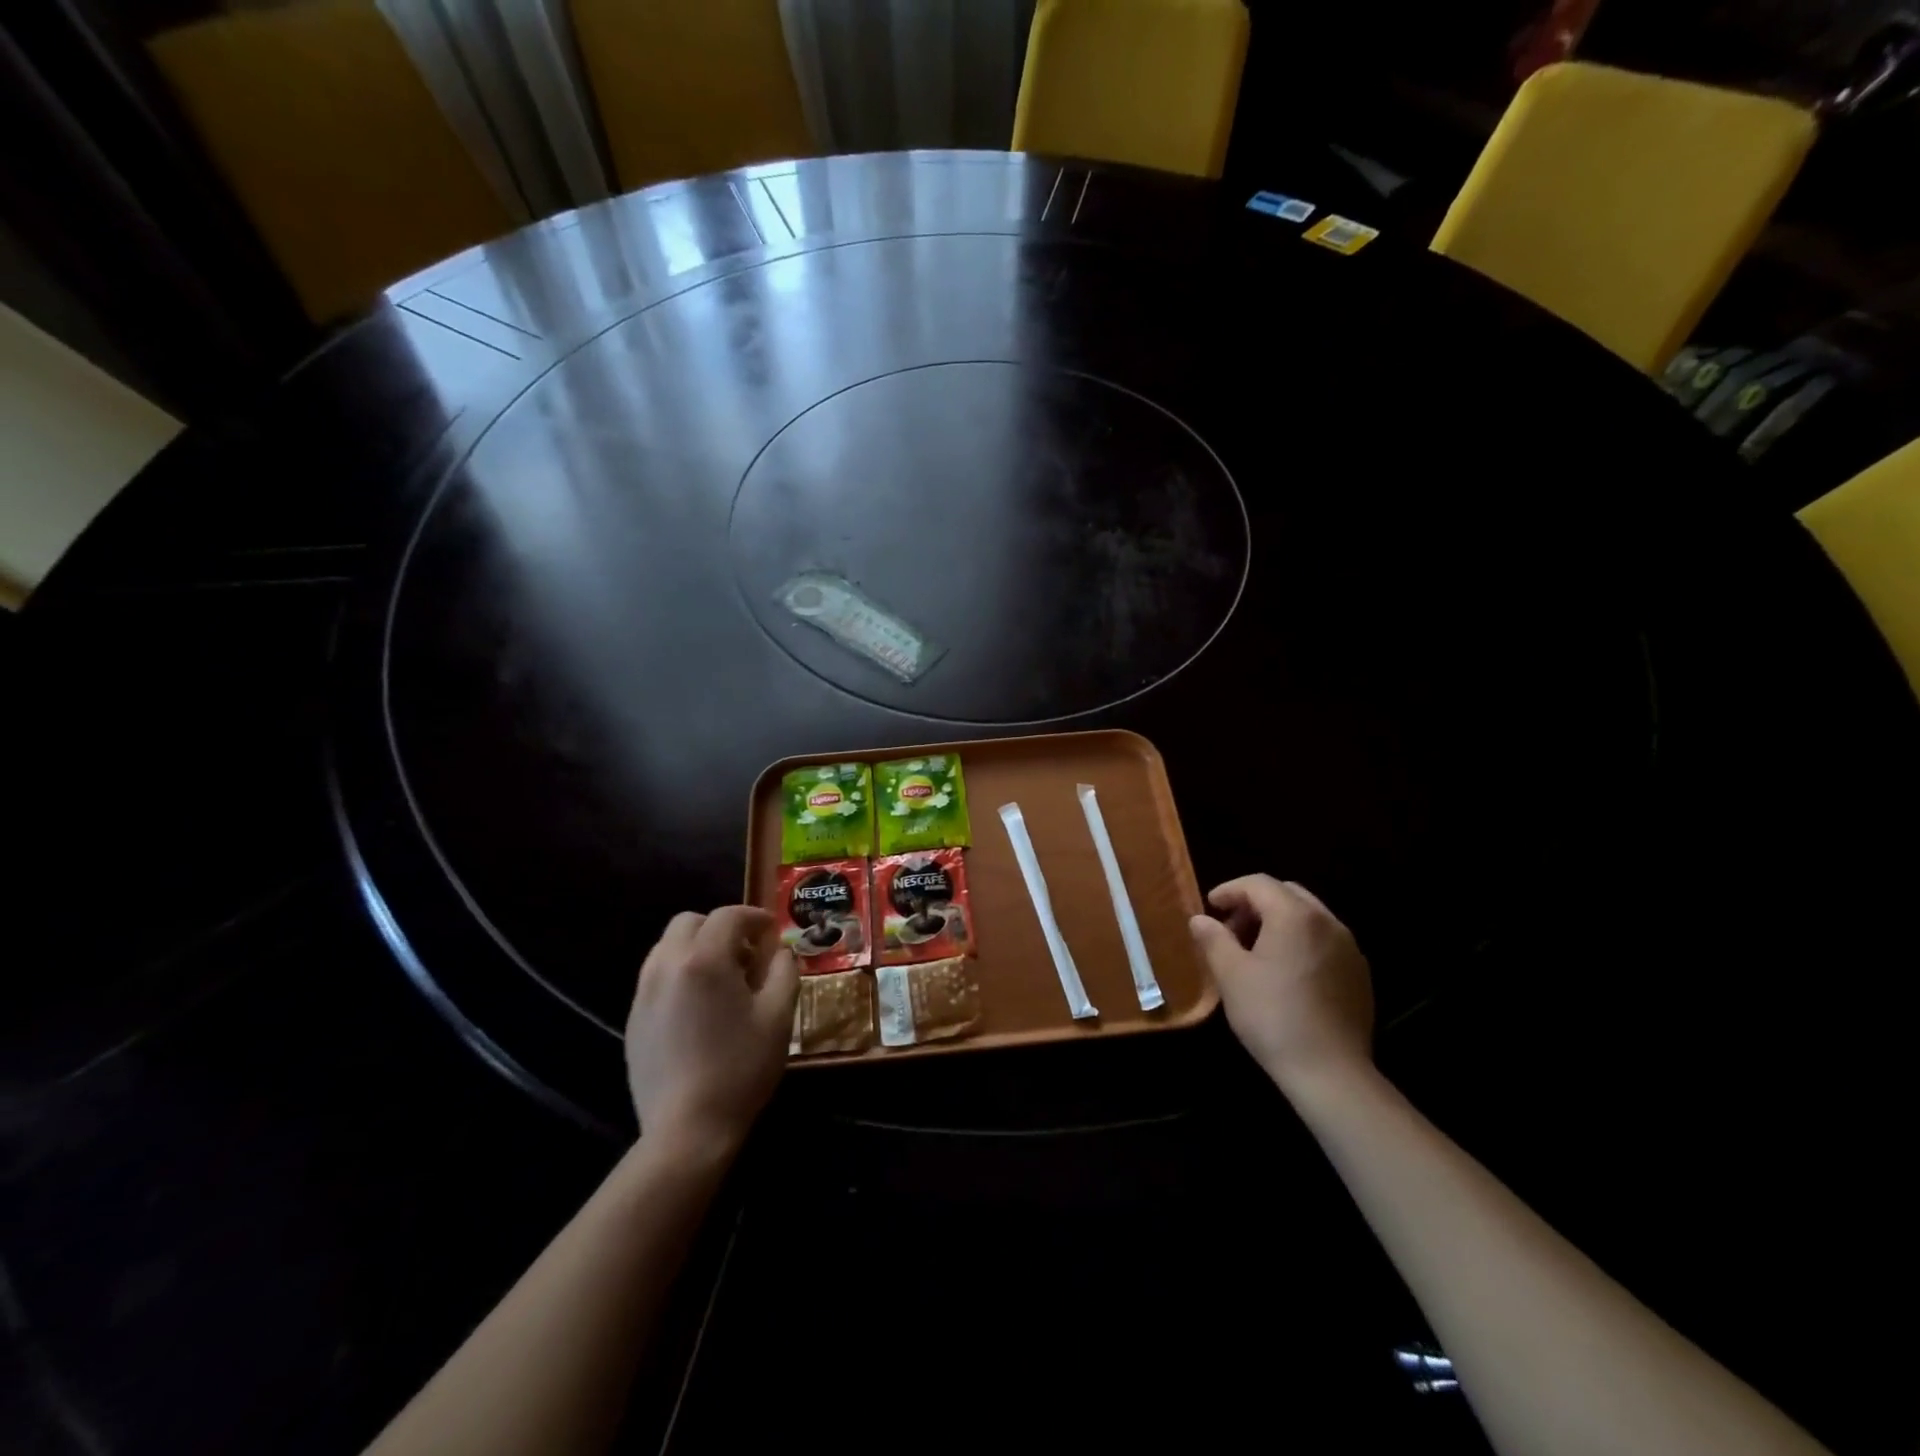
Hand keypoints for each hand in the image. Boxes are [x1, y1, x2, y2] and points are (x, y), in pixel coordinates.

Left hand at [624, 907, 798, 1156]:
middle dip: (720, 927)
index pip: (728, 916)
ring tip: (722, 979)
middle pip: (689, 922)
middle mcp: (666, 965)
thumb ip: (783, 971)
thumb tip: (778, 951)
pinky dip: (680, 974)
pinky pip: (657, 977)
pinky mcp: (633, 1019)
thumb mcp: (779, 1016)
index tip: (772, 932)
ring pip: (668, 947)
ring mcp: (644, 993)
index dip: (754, 917)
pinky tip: (699, 1007)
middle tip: (746, 953)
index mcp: (704, 959)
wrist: (687, 1130)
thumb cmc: (741, 1067)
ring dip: (697, 948)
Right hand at [1189, 875, 1373, 1092]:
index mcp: (1296, 915)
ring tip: (1255, 951)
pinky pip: (1325, 941)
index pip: (1258, 884)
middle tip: (1231, 928)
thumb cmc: (1272, 1016)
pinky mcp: (1359, 974)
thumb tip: (1200, 919)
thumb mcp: (1230, 975)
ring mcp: (1349, 948)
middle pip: (1287, 894)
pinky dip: (1300, 941)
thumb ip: (1213, 939)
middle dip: (1255, 903)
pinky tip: (1285, 973)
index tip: (1210, 908)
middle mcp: (1328, 922)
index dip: (1229, 890)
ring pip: (1308, 916)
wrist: (1330, 1072)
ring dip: (1278, 921)